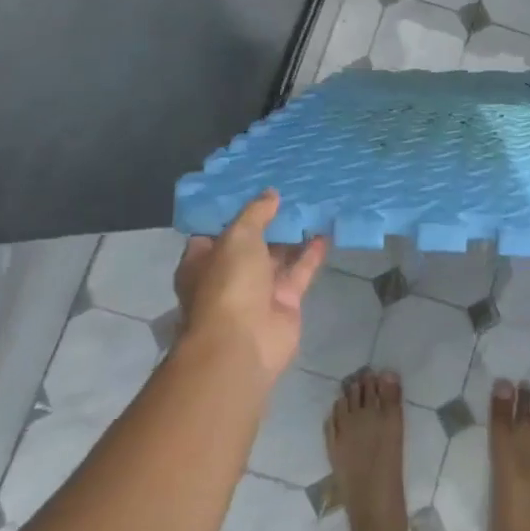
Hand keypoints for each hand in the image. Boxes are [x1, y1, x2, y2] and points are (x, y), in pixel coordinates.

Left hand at [175, 190, 326, 380]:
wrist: (243, 343)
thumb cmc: (228, 284)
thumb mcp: (238, 237)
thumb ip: (255, 213)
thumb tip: (271, 194)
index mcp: (203, 261)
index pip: (216, 230)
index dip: (234, 210)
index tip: (254, 187)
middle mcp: (229, 275)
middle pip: (251, 242)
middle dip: (269, 220)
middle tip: (291, 191)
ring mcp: (258, 290)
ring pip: (278, 256)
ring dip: (294, 235)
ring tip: (312, 205)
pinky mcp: (285, 301)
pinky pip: (300, 270)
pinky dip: (312, 253)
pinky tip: (326, 230)